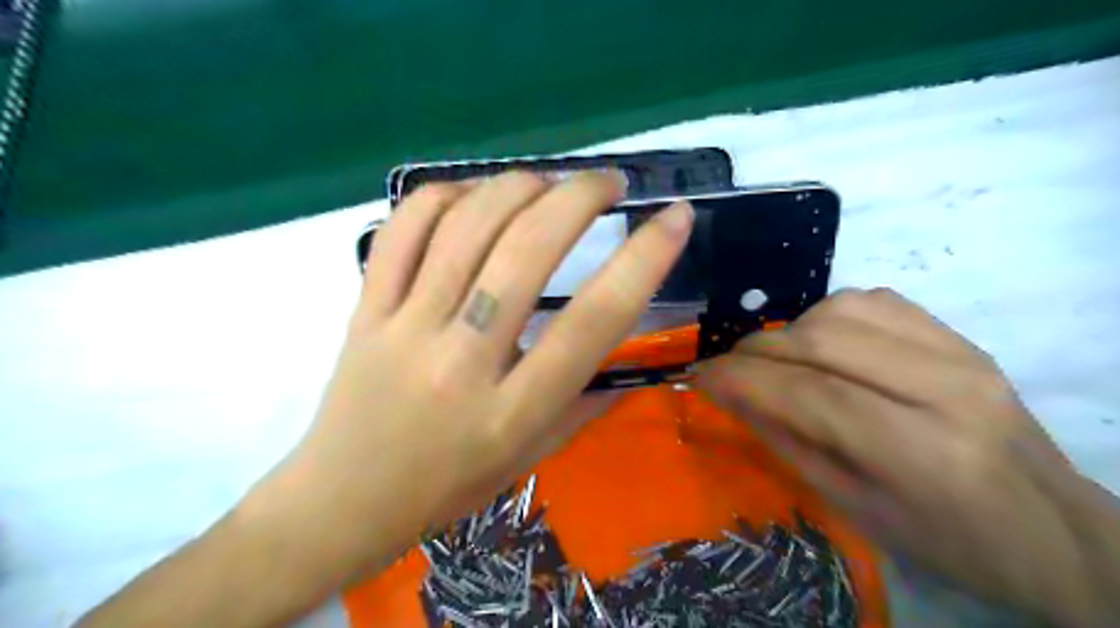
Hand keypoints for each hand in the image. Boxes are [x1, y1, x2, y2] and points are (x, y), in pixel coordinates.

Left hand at [268, 173, 695, 579]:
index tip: (675, 218)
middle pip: (526, 253)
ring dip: (519, 186)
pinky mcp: (364, 309)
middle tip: (608, 183)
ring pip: (466, 228)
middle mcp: (461, 361)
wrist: (343, 501)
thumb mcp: (531, 457)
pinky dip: (446, 195)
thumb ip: (586, 403)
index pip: (593, 322)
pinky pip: (403, 230)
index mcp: (514, 412)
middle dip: (579, 198)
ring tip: (550, 182)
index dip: (644, 260)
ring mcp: (404, 328)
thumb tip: (635, 354)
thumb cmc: (448, 487)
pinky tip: (477, 195)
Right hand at [697, 288, 1104, 623]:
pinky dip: (827, 315)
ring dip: (790, 330)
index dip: (742, 379)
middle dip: (756, 351)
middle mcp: (946, 387)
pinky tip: (821, 343)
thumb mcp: (853, 507)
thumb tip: (729, 394)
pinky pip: (873, 300)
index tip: (699, 376)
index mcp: (922, 451)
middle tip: (727, 369)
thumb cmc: (945, 539)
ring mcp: (960, 352)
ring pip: (842, 309)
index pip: (810, 394)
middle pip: (822, 341)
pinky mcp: (960, 335)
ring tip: (776, 361)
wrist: (1051, 529)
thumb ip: (786, 441)